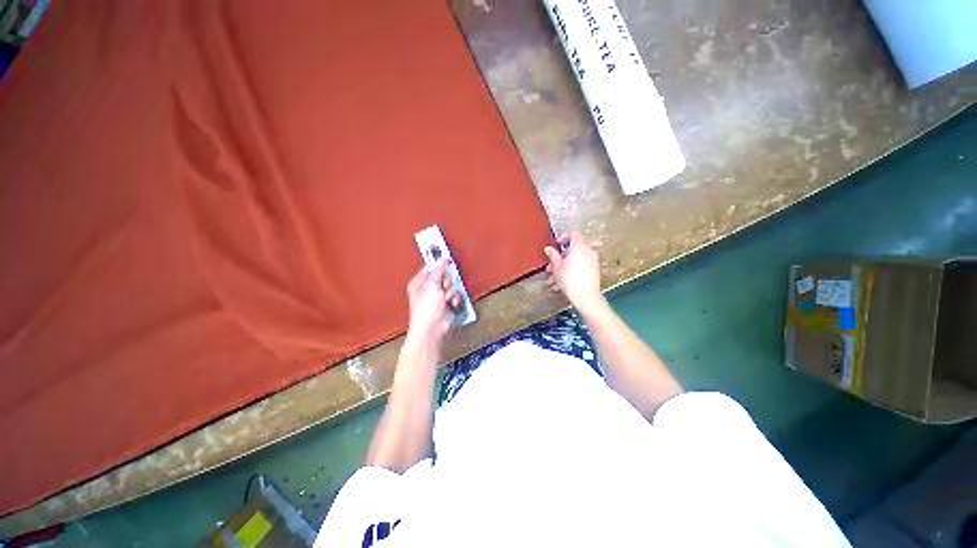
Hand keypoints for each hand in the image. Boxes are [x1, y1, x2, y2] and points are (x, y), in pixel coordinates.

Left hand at [405, 259, 460, 347]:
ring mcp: (438, 297)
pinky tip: (450, 305)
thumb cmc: (426, 309)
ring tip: (446, 300)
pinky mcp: (447, 304)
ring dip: (451, 293)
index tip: (448, 258)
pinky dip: (454, 300)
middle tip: (443, 288)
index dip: (440, 263)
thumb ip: (438, 271)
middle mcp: (428, 289)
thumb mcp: (431, 285)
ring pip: (451, 286)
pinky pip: (455, 296)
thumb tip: (442, 260)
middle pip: (444, 277)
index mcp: (419, 282)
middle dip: (446, 282)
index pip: (431, 268)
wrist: (432, 328)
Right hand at [544, 232, 604, 313]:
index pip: (573, 234)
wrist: (586, 296)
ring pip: (577, 257)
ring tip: (556, 274)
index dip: (563, 237)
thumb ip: (552, 255)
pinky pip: (582, 264)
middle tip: (553, 262)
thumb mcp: (556, 266)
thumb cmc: (571, 281)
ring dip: (566, 263)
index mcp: (580, 246)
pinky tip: (564, 279)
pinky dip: (573, 268)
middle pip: (574, 246)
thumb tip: (549, 249)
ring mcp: (593, 260)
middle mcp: (589, 250)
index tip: (556, 244)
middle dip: (562, 254)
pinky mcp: (595, 269)